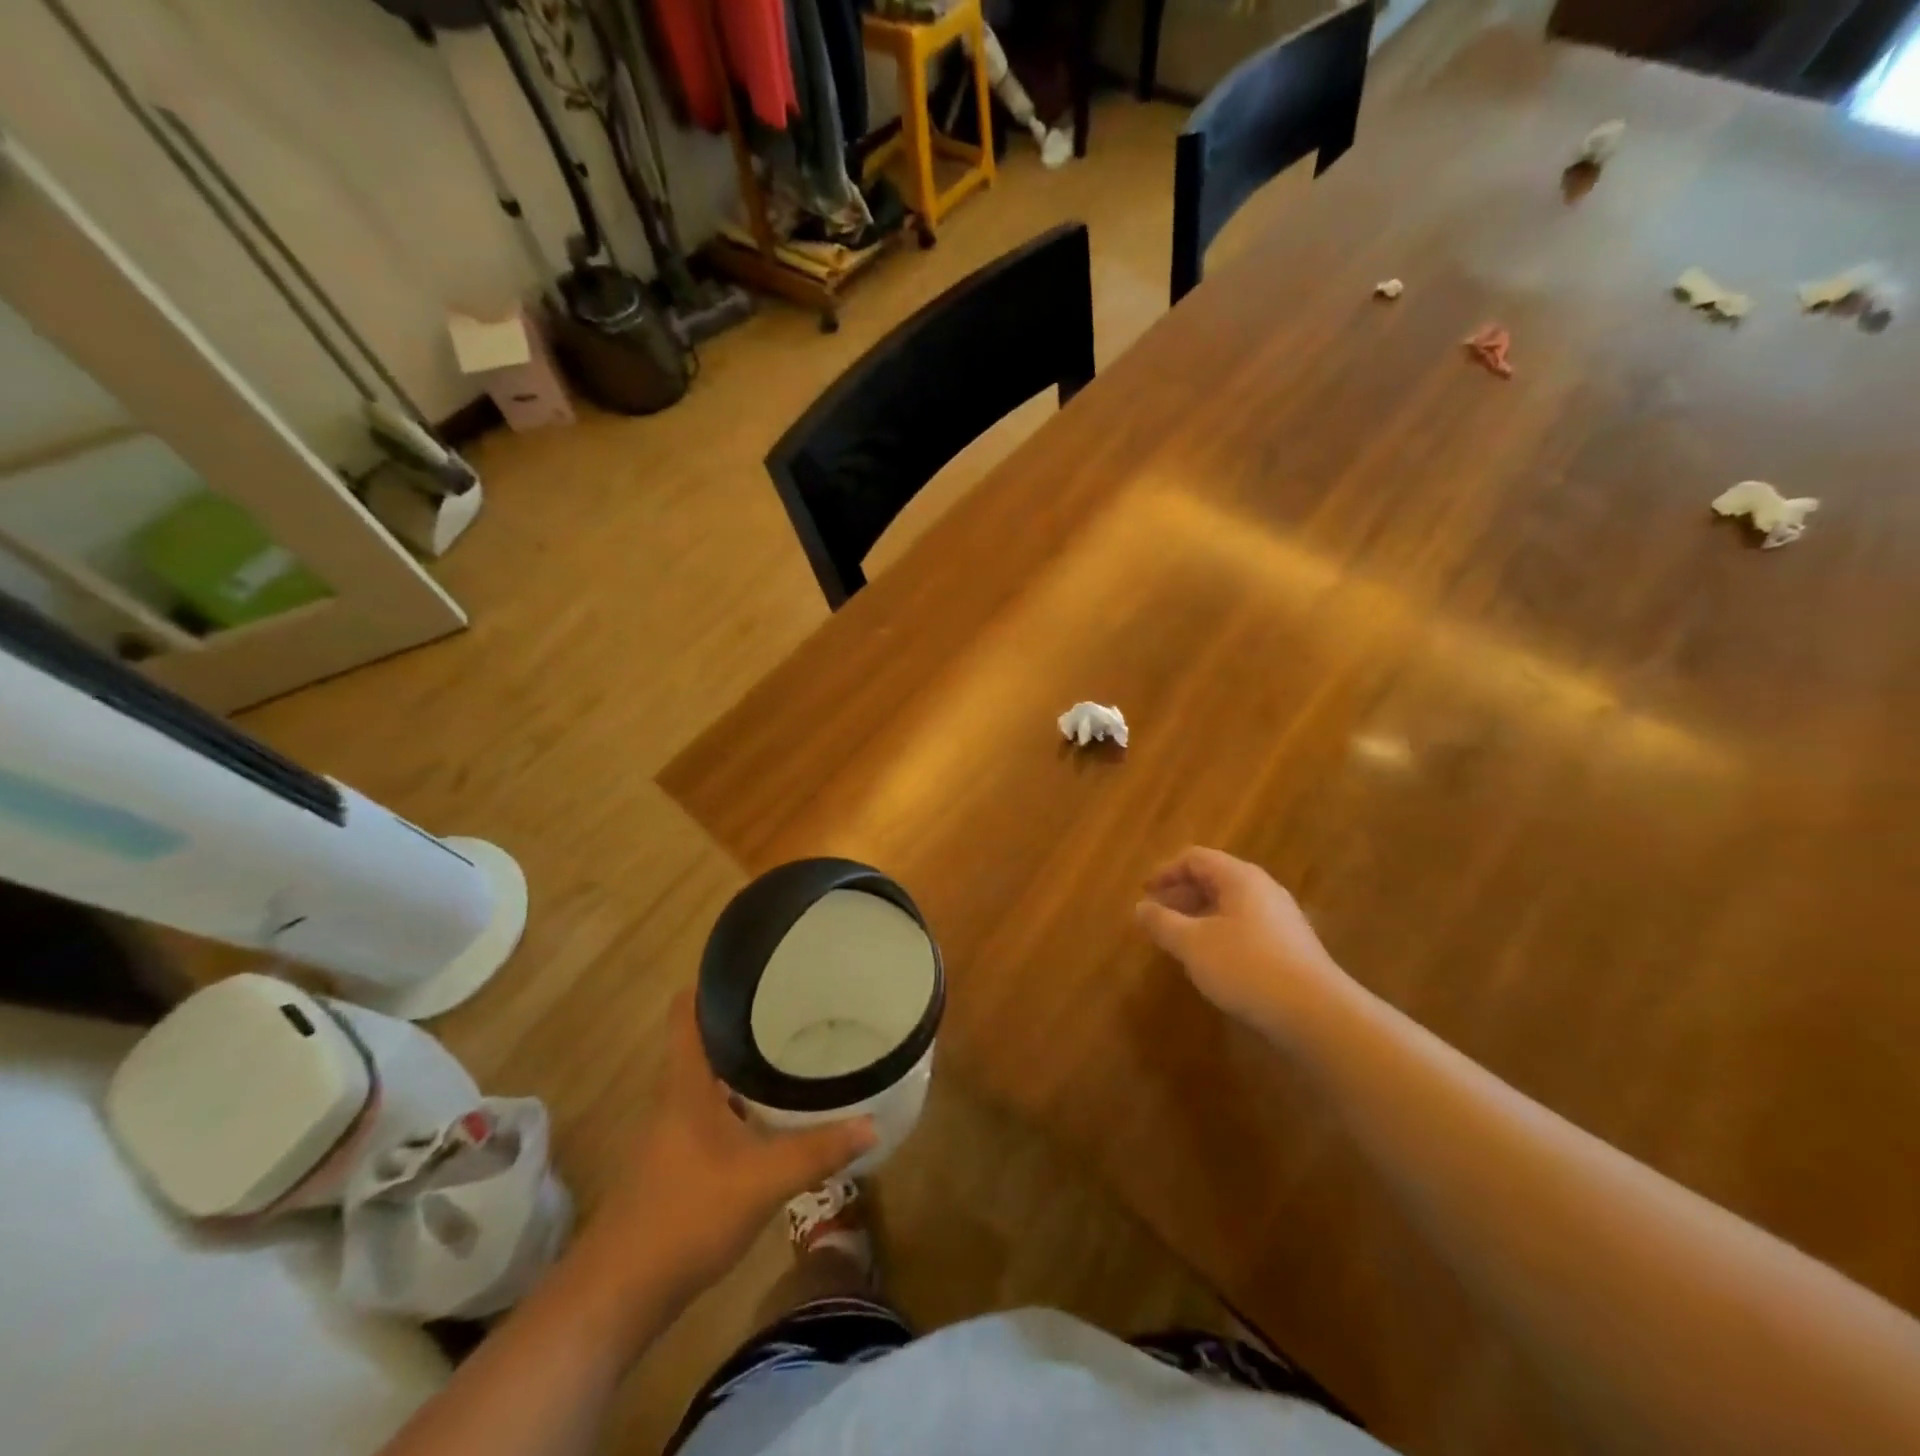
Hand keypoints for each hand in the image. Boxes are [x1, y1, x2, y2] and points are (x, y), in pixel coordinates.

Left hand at [582, 993, 876, 1303]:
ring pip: (711, 1077)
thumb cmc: (687, 1215)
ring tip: (792, 1047)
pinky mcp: (677, 1160)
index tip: (755, 964)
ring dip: (744, 1062)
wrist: (620, 1294)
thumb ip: (819, 1150)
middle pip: (706, 1039)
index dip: (713, 981)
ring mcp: (672, 1130)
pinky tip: (772, 1112)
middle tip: (795, 1003)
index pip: (688, 1011)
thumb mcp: (764, 1180)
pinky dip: (740, 1099)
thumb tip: (872, 1123)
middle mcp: (675, 1096)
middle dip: (746, 1019)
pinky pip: (712, 1109)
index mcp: (687, 1083)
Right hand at [1136, 846, 1353, 1036]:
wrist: (1317, 1014)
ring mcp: (1281, 918)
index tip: (1145, 893)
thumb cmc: (1247, 967)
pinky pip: (1245, 926)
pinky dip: (1219, 933)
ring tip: (1179, 940)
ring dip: (1199, 916)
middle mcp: (1263, 889)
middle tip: (1157, 917)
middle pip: (1214, 878)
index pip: (1195, 858)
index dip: (1166, 872)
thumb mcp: (1193, 944)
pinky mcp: (1290, 946)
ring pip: (1230, 905)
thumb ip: (1163, 923)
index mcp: (1240, 878)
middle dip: (1181, 894)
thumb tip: (1140, 907)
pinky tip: (1212, 961)